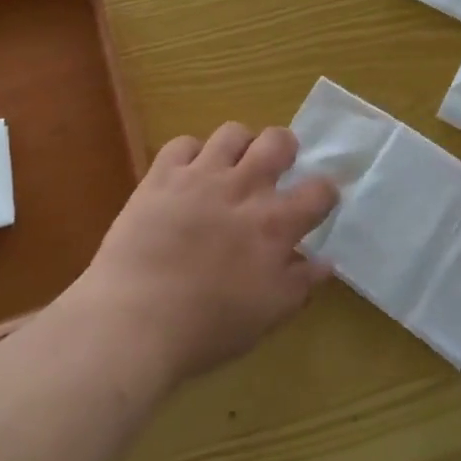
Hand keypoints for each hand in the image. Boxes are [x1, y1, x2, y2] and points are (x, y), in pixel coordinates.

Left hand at [68, 123, 338, 385]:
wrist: (134, 320)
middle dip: (285, 148)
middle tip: (274, 169)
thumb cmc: (207, 327)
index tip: (316, 202)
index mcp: (275, 224)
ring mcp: (201, 176)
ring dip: (239, 145)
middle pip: (278, 141)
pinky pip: (182, 143)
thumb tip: (325, 262)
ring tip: (231, 166)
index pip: (319, 190)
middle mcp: (244, 188)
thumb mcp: (268, 315)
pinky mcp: (161, 176)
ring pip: (232, 133)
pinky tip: (187, 174)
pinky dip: (190, 154)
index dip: (324, 193)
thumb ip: (301, 284)